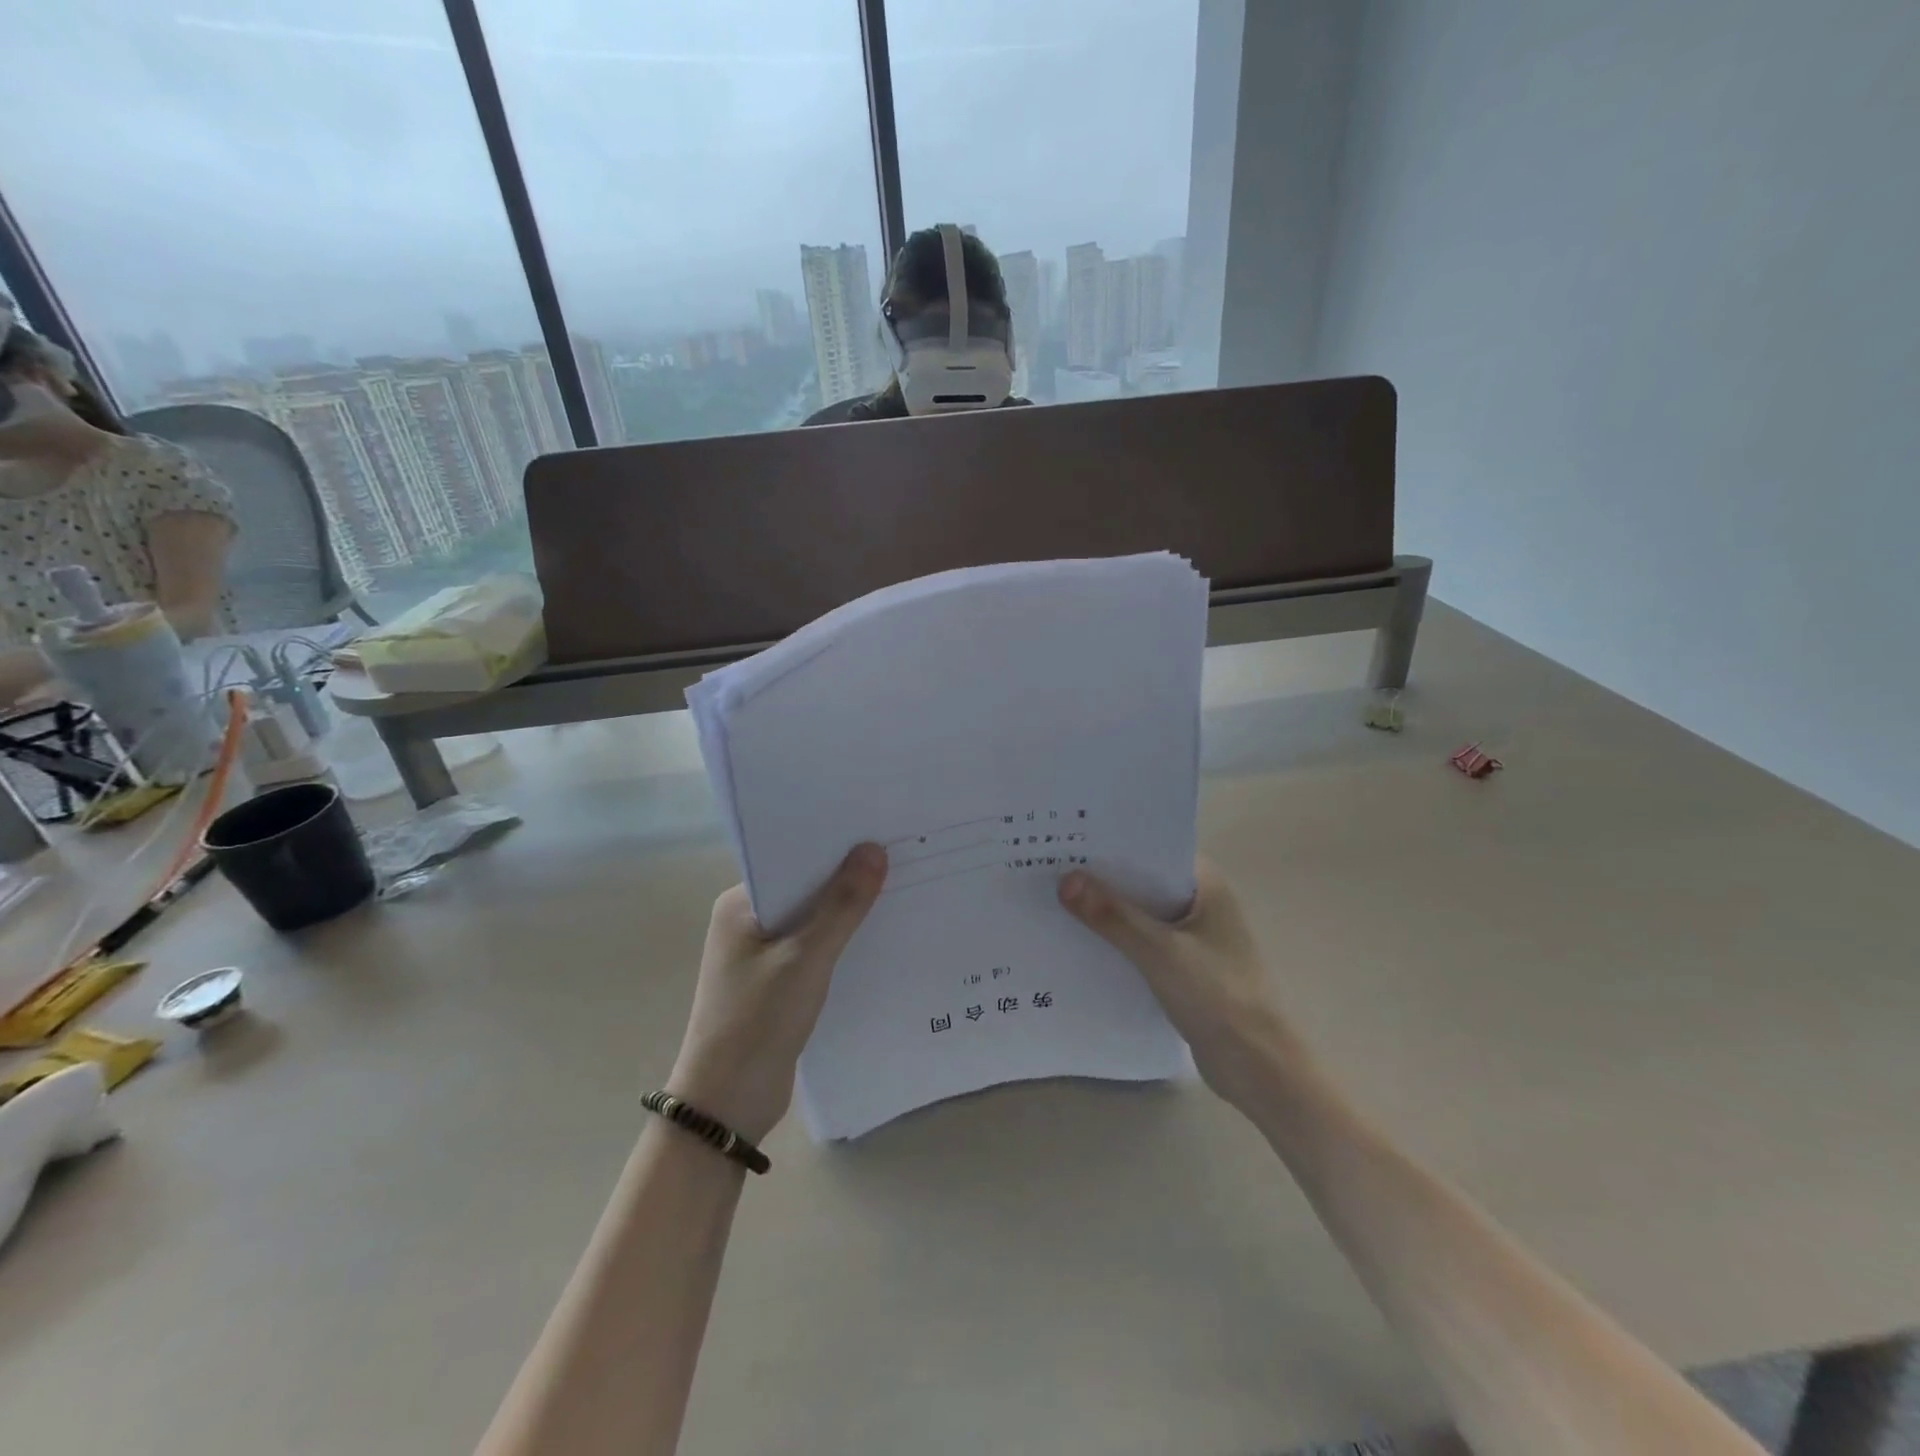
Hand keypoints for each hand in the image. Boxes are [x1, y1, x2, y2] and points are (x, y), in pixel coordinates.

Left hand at [667, 843, 886, 1141]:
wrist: (727, 1103)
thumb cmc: (758, 1020)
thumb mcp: (806, 958)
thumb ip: (842, 905)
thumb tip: (874, 849)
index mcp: (740, 904)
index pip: (793, 859)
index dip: (835, 845)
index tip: (880, 830)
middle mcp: (748, 920)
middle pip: (806, 887)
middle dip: (848, 877)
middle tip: (901, 855)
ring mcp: (762, 952)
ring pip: (814, 919)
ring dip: (848, 911)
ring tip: (900, 888)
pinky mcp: (777, 980)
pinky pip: (816, 947)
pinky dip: (842, 941)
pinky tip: (880, 934)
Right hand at [1059, 856, 1307, 1108]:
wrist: (1259, 1067)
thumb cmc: (1219, 996)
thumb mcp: (1160, 951)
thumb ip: (1113, 916)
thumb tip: (1065, 879)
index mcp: (1205, 884)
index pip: (1152, 848)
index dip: (1111, 842)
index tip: (1067, 838)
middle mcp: (1199, 902)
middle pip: (1142, 880)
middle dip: (1101, 877)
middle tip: (1048, 867)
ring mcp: (1193, 936)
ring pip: (1140, 913)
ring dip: (1106, 911)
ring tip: (1053, 900)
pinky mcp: (1183, 967)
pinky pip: (1141, 942)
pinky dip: (1116, 940)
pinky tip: (1078, 942)